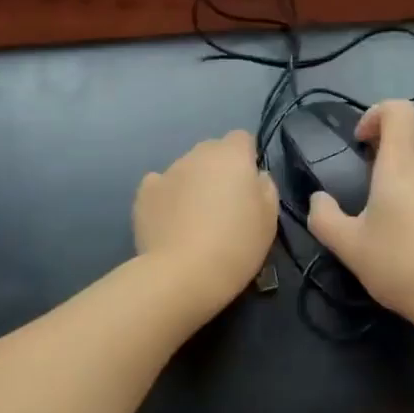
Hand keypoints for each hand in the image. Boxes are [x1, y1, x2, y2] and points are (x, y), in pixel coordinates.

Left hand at [134, 130, 279, 314]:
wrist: (183, 274)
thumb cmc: (236, 245)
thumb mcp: (269, 220)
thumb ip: (265, 188)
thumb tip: (255, 177)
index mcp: (232, 155)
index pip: (241, 138)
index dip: (246, 158)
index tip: (248, 186)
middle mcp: (198, 155)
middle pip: (212, 151)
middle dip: (218, 170)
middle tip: (224, 204)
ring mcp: (167, 171)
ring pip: (185, 168)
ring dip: (192, 184)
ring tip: (194, 219)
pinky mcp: (144, 193)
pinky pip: (159, 185)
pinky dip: (166, 197)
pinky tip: (170, 221)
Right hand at [306, 100, 413, 323]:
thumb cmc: (402, 265)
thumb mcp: (349, 247)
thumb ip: (325, 218)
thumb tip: (317, 199)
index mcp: (401, 165)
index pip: (399, 110)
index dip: (377, 113)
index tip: (361, 142)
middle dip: (399, 134)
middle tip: (377, 163)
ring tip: (399, 190)